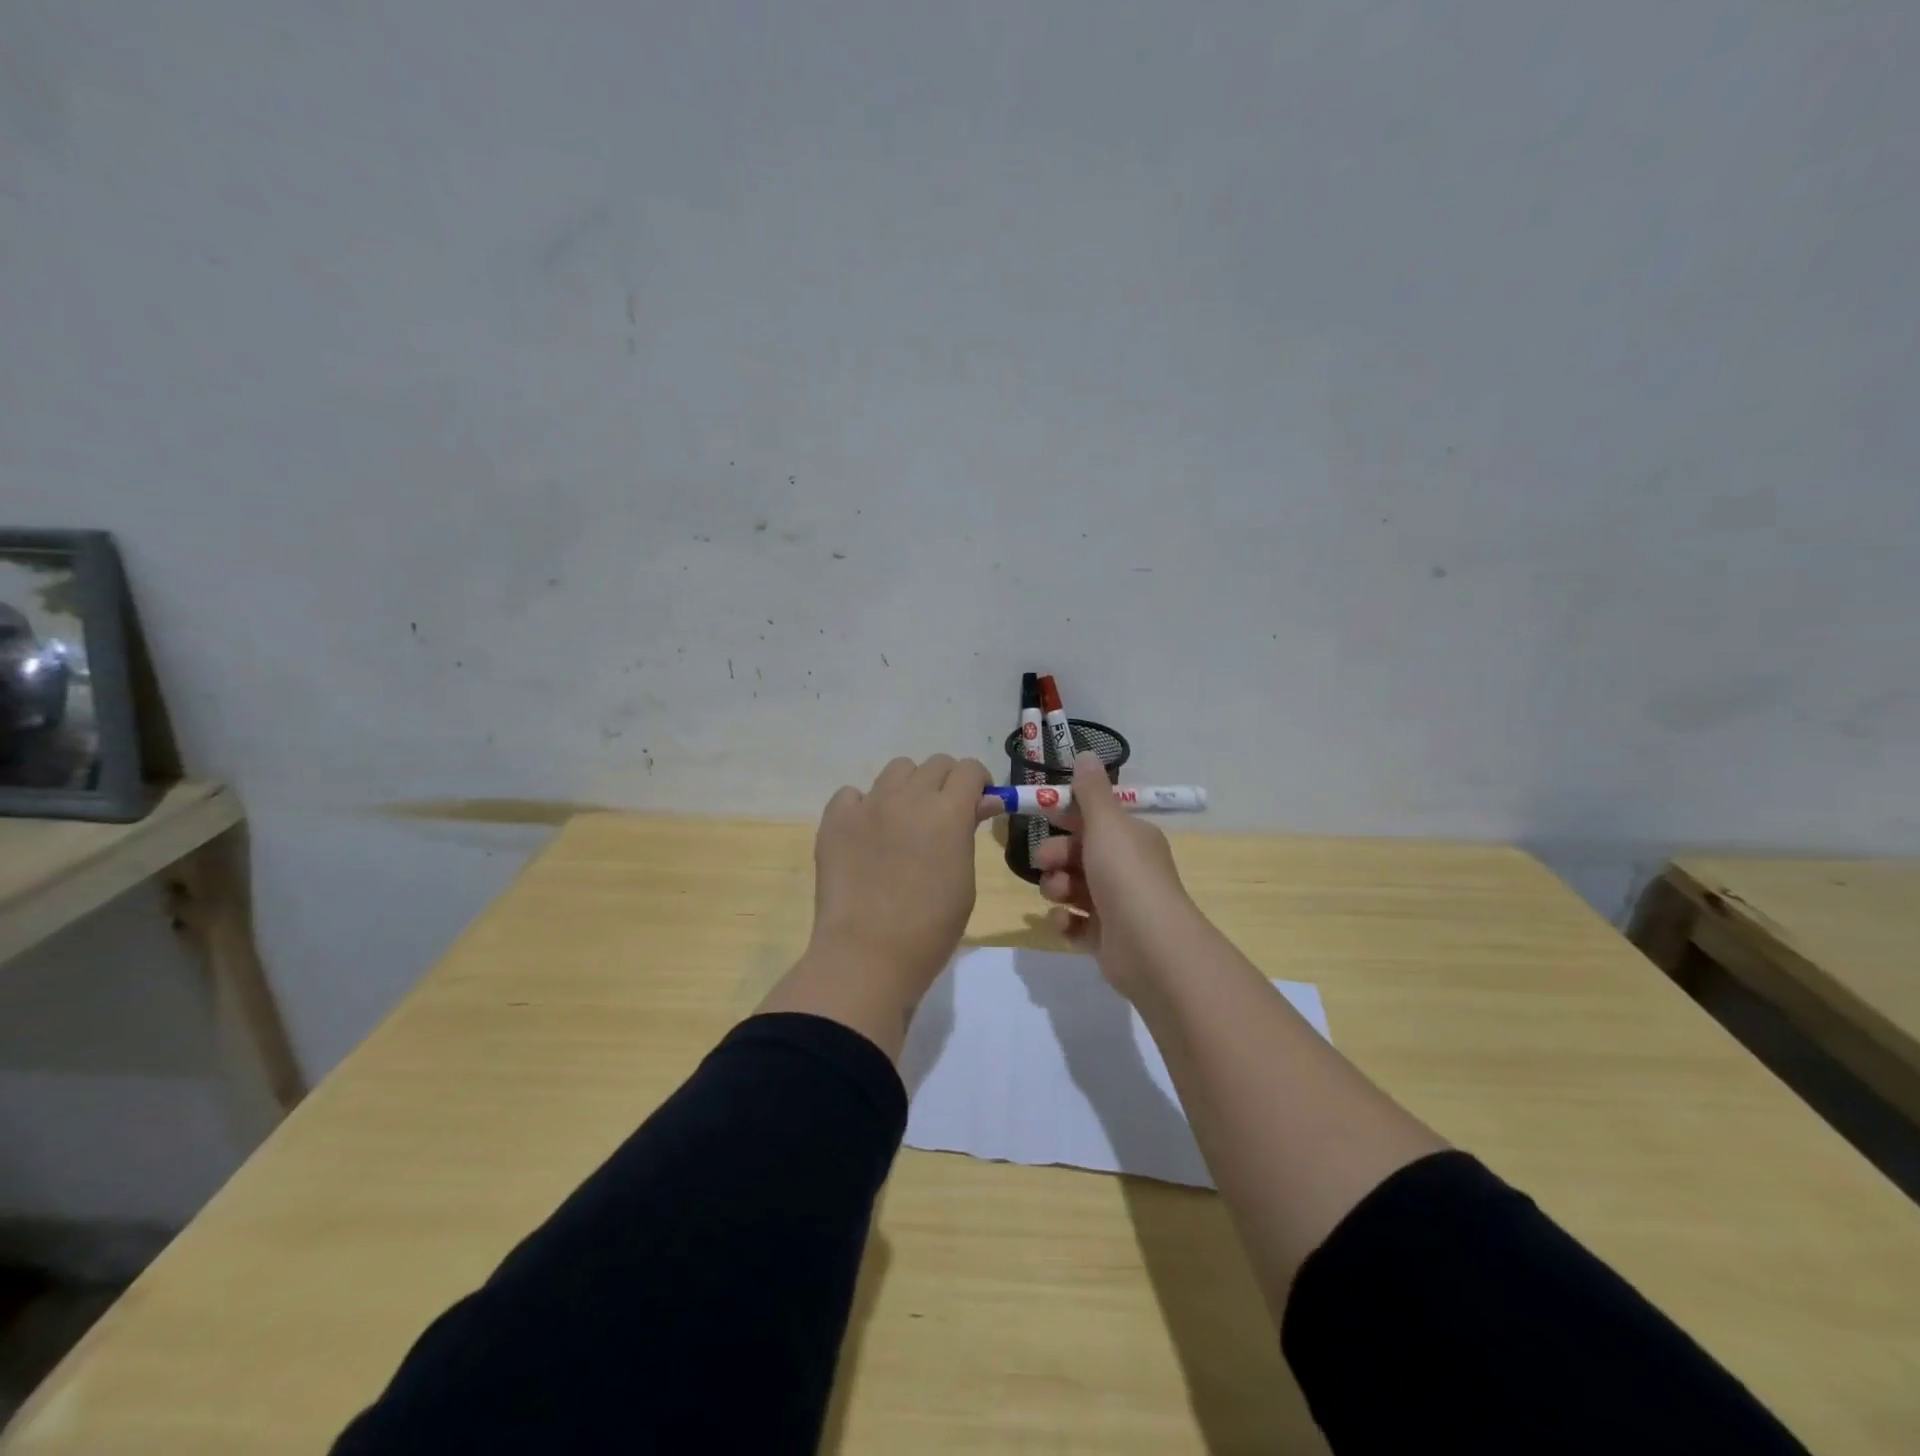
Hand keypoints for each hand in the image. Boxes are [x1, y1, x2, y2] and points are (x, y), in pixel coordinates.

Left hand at [808, 754, 994, 997]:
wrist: (867, 955)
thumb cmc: (930, 929)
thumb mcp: (964, 880)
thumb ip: (967, 834)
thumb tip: (977, 805)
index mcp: (948, 812)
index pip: (970, 769)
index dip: (979, 783)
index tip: (978, 805)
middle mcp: (908, 797)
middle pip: (935, 764)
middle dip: (947, 783)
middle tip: (943, 815)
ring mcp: (868, 805)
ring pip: (896, 770)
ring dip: (909, 787)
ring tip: (904, 821)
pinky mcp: (835, 819)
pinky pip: (852, 794)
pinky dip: (864, 806)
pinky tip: (866, 834)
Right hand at [1033, 753, 1201, 996]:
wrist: (1151, 947)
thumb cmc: (1126, 876)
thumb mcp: (1106, 825)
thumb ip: (1090, 792)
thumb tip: (1086, 754)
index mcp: (1130, 838)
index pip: (1093, 819)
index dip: (1065, 816)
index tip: (1040, 815)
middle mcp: (1125, 868)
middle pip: (1077, 854)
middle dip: (1056, 855)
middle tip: (1046, 863)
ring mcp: (1116, 905)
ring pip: (1072, 888)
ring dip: (1057, 888)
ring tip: (1059, 896)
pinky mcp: (1105, 938)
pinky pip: (1075, 924)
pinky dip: (1065, 922)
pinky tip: (1064, 923)